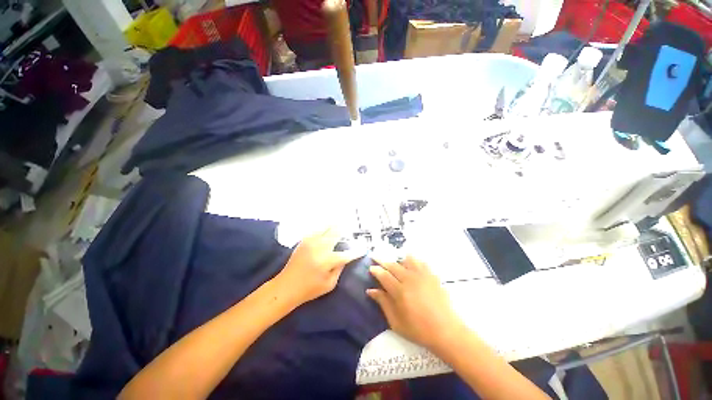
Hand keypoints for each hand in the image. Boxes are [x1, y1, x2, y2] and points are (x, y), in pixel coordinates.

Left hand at [275, 229, 358, 306]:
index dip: (356, 251)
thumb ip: (339, 269)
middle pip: (336, 233)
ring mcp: (311, 242)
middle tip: (350, 229)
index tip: (363, 248)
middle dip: (345, 230)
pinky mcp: (304, 240)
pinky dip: (324, 228)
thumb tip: (346, 258)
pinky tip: (327, 228)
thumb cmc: (309, 289)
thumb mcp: (329, 284)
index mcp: (327, 260)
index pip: (347, 253)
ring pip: (326, 228)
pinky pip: (317, 230)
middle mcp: (320, 247)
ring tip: (340, 224)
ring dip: (335, 226)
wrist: (286, 286)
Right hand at [368, 255, 464, 350]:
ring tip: (396, 264)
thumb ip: (383, 303)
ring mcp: (422, 275)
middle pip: (393, 265)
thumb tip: (371, 290)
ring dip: (399, 260)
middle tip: (376, 258)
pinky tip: (412, 265)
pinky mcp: (432, 276)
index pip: (384, 275)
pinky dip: (414, 261)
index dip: (376, 270)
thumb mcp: (396, 322)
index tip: (371, 267)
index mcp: (400, 291)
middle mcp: (410, 279)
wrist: (446, 331)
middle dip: (383, 261)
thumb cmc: (419, 330)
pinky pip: (421, 262)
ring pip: (407, 260)